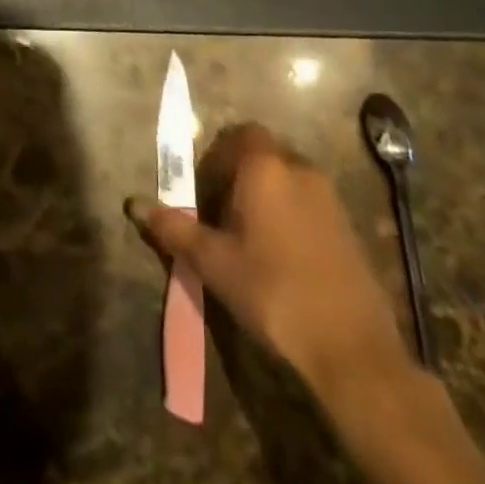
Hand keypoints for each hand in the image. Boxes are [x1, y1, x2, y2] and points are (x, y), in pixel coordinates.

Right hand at [129, 124, 411, 398]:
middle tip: (221, 214)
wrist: (351, 349)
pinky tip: (281, 257)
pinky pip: (309, 202)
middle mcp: (300, 168)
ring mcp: (329, 197)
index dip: (218, 155)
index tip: (204, 190)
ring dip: (266, 195)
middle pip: (263, 153)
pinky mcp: (349, 227)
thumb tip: (133, 204)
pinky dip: (290, 214)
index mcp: (265, 167)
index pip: (239, 134)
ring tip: (249, 239)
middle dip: (239, 175)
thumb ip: (173, 228)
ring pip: (287, 178)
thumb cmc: (273, 292)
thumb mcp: (213, 262)